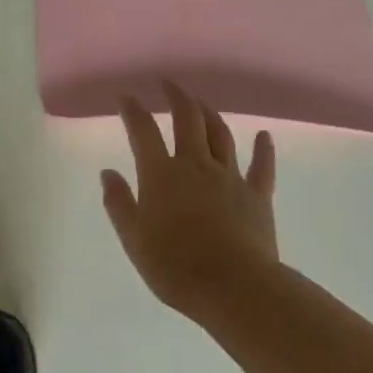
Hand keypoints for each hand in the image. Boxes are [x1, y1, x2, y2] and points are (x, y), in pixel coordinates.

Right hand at [101, 82, 280, 321]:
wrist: (234, 288)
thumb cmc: (175, 266)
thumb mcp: (134, 239)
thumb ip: (119, 203)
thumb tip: (108, 173)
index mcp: (161, 174)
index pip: (143, 131)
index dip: (132, 111)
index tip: (126, 97)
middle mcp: (195, 165)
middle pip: (187, 120)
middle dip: (176, 97)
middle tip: (169, 84)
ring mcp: (229, 177)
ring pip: (220, 135)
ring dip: (209, 114)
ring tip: (200, 103)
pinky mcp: (257, 196)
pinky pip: (261, 167)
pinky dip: (263, 149)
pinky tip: (264, 136)